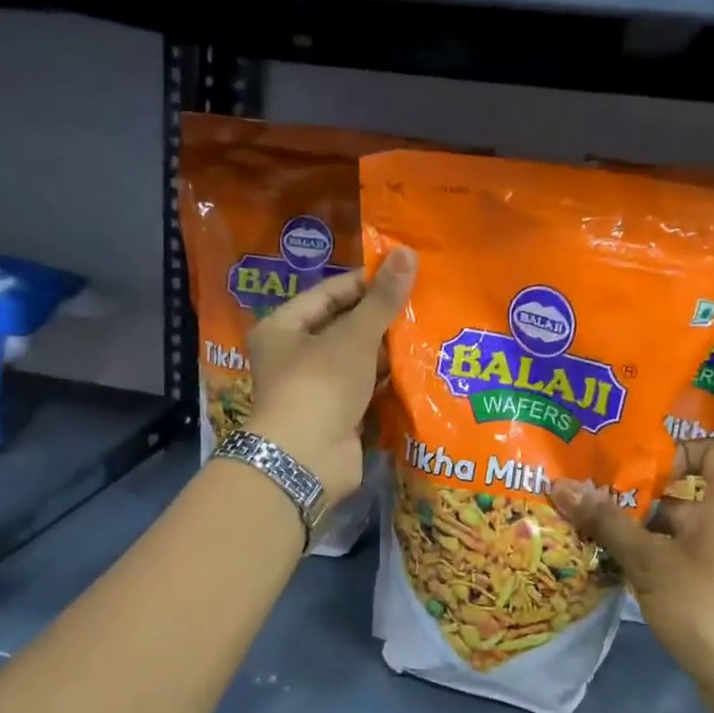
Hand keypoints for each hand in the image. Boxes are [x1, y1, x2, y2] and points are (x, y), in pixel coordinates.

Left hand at [245, 247, 415, 504]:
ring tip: (430, 331)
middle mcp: (295, 356)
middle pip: (343, 327)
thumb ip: (382, 300)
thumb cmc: (319, 385)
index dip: (366, 283)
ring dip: (388, 351)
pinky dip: (388, 381)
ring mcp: (316, 389)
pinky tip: (421, 368)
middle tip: (424, 303)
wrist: (306, 460)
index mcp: (283, 328)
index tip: (405, 275)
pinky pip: (366, 390)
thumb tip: (407, 252)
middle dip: (381, 319)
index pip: (329, 293)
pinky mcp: (337, 416)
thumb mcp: (353, 337)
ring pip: (357, 360)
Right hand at [552, 440, 713, 712]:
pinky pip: (706, 556)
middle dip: (646, 501)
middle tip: (603, 509)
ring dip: (654, 533)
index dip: (673, 453)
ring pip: (696, 529)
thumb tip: (560, 485)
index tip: (635, 475)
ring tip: (609, 545)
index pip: (711, 449)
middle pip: (694, 493)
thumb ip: (606, 521)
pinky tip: (640, 579)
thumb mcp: (647, 560)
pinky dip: (674, 558)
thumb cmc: (703, 605)